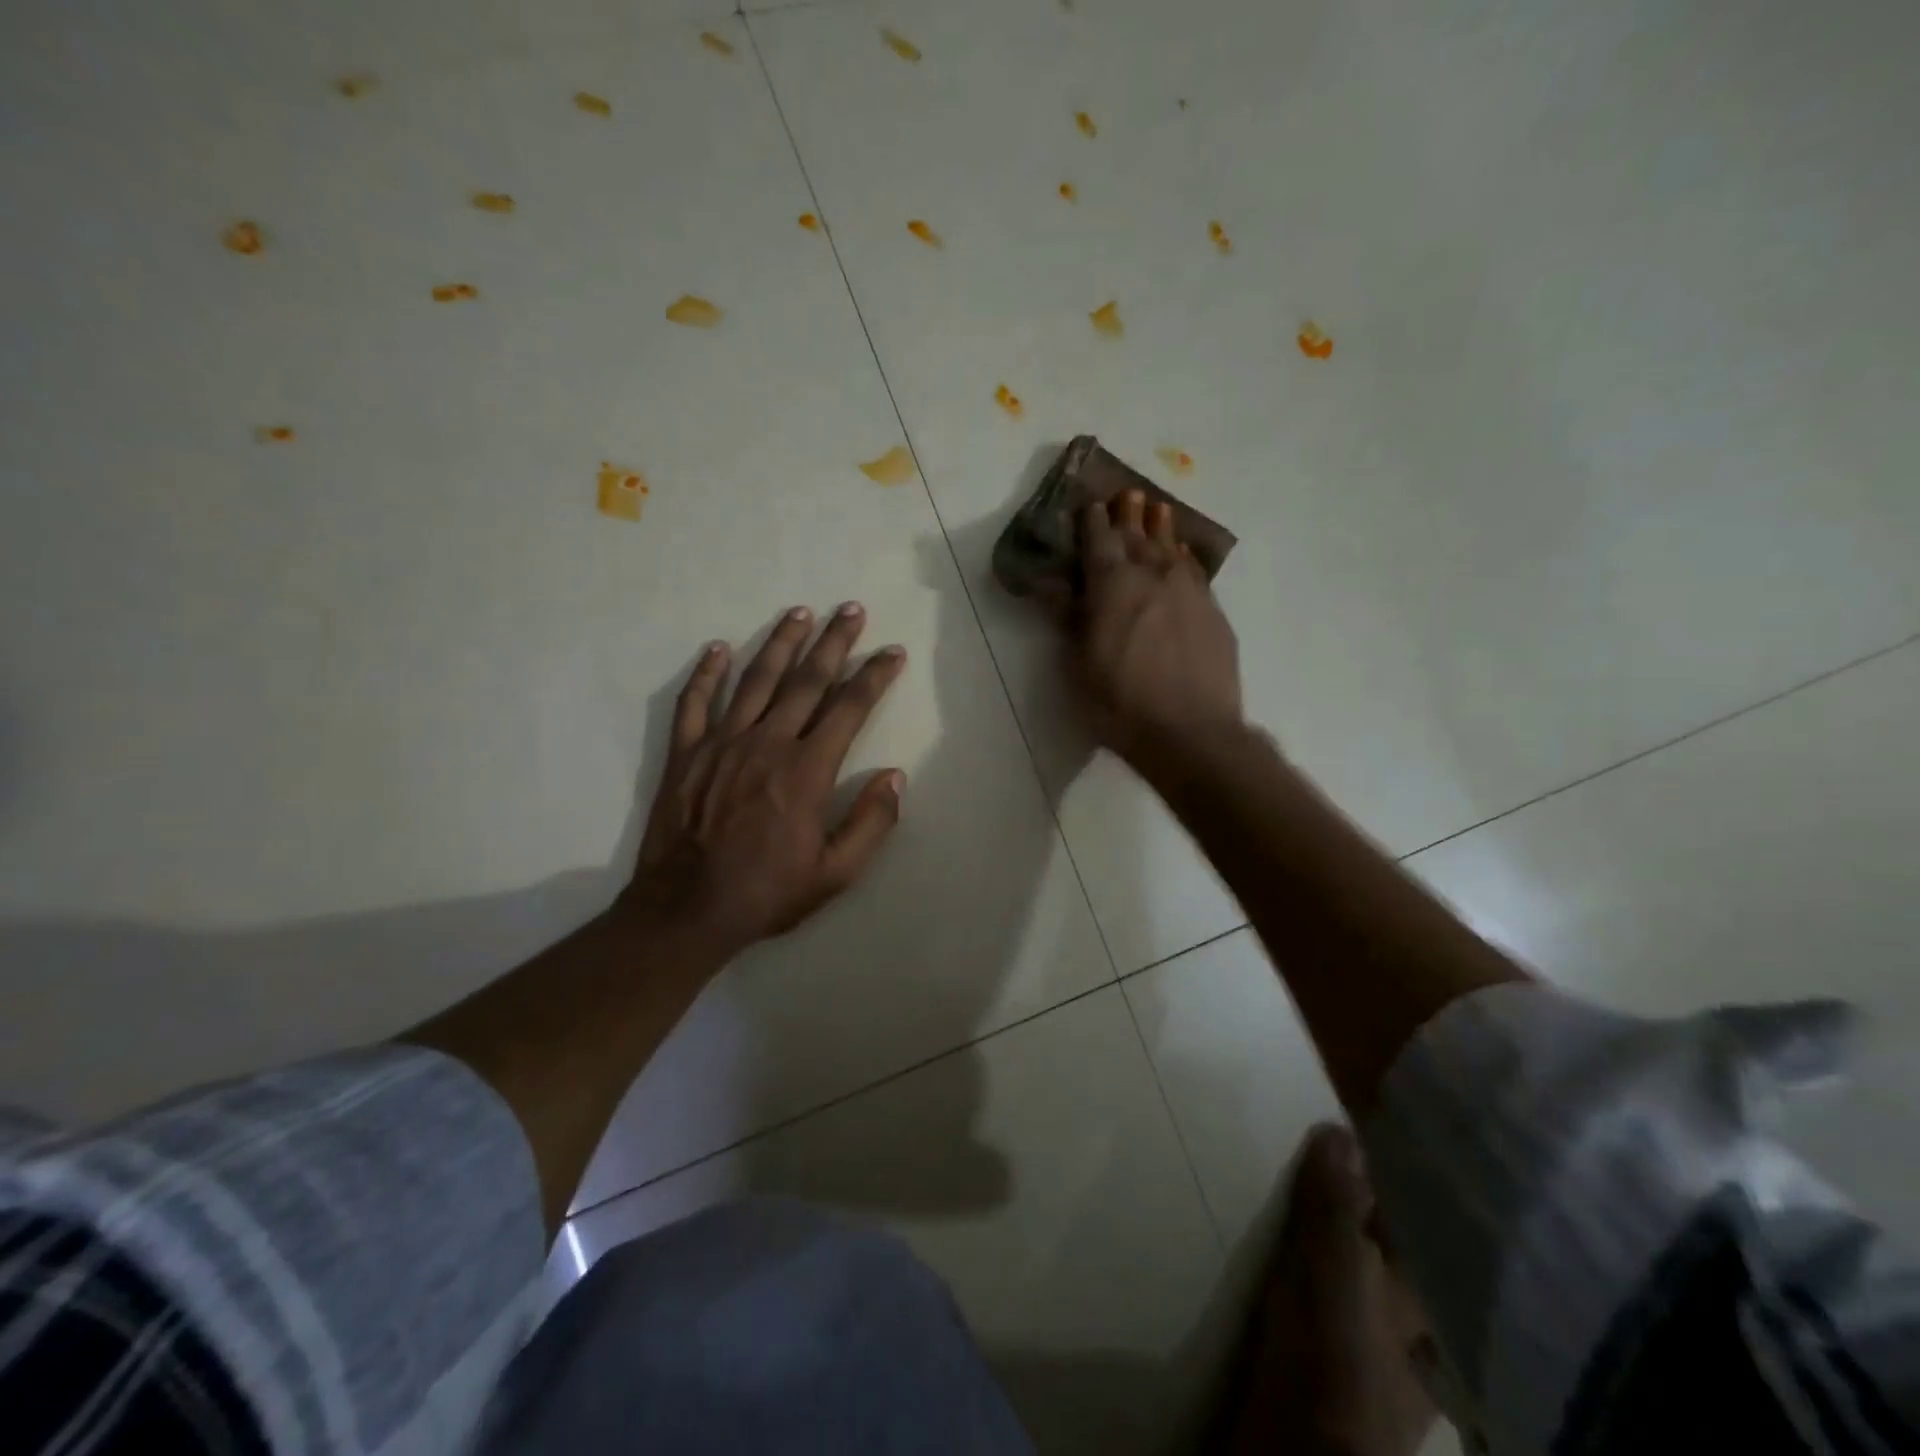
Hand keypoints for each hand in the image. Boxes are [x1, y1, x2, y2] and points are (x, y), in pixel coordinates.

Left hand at [624, 603, 907, 959]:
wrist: (686, 909)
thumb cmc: (767, 892)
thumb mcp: (835, 873)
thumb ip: (871, 823)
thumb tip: (895, 776)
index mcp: (807, 769)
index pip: (849, 708)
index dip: (874, 676)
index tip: (892, 651)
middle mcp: (767, 742)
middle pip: (806, 680)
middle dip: (833, 642)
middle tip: (851, 610)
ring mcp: (722, 743)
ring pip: (756, 679)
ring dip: (780, 642)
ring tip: (799, 611)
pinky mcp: (686, 753)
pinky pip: (695, 702)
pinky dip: (707, 673)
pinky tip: (719, 648)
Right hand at [1071, 490, 1243, 767]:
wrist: (1191, 732)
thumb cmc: (1119, 703)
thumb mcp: (1078, 665)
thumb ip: (1067, 618)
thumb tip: (1049, 584)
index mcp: (1112, 586)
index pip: (1099, 543)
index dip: (1093, 522)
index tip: (1091, 504)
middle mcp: (1152, 577)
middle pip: (1139, 537)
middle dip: (1129, 515)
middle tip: (1128, 494)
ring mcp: (1188, 593)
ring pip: (1171, 550)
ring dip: (1162, 528)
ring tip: (1159, 509)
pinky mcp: (1213, 614)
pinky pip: (1194, 573)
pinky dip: (1184, 558)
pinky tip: (1183, 556)